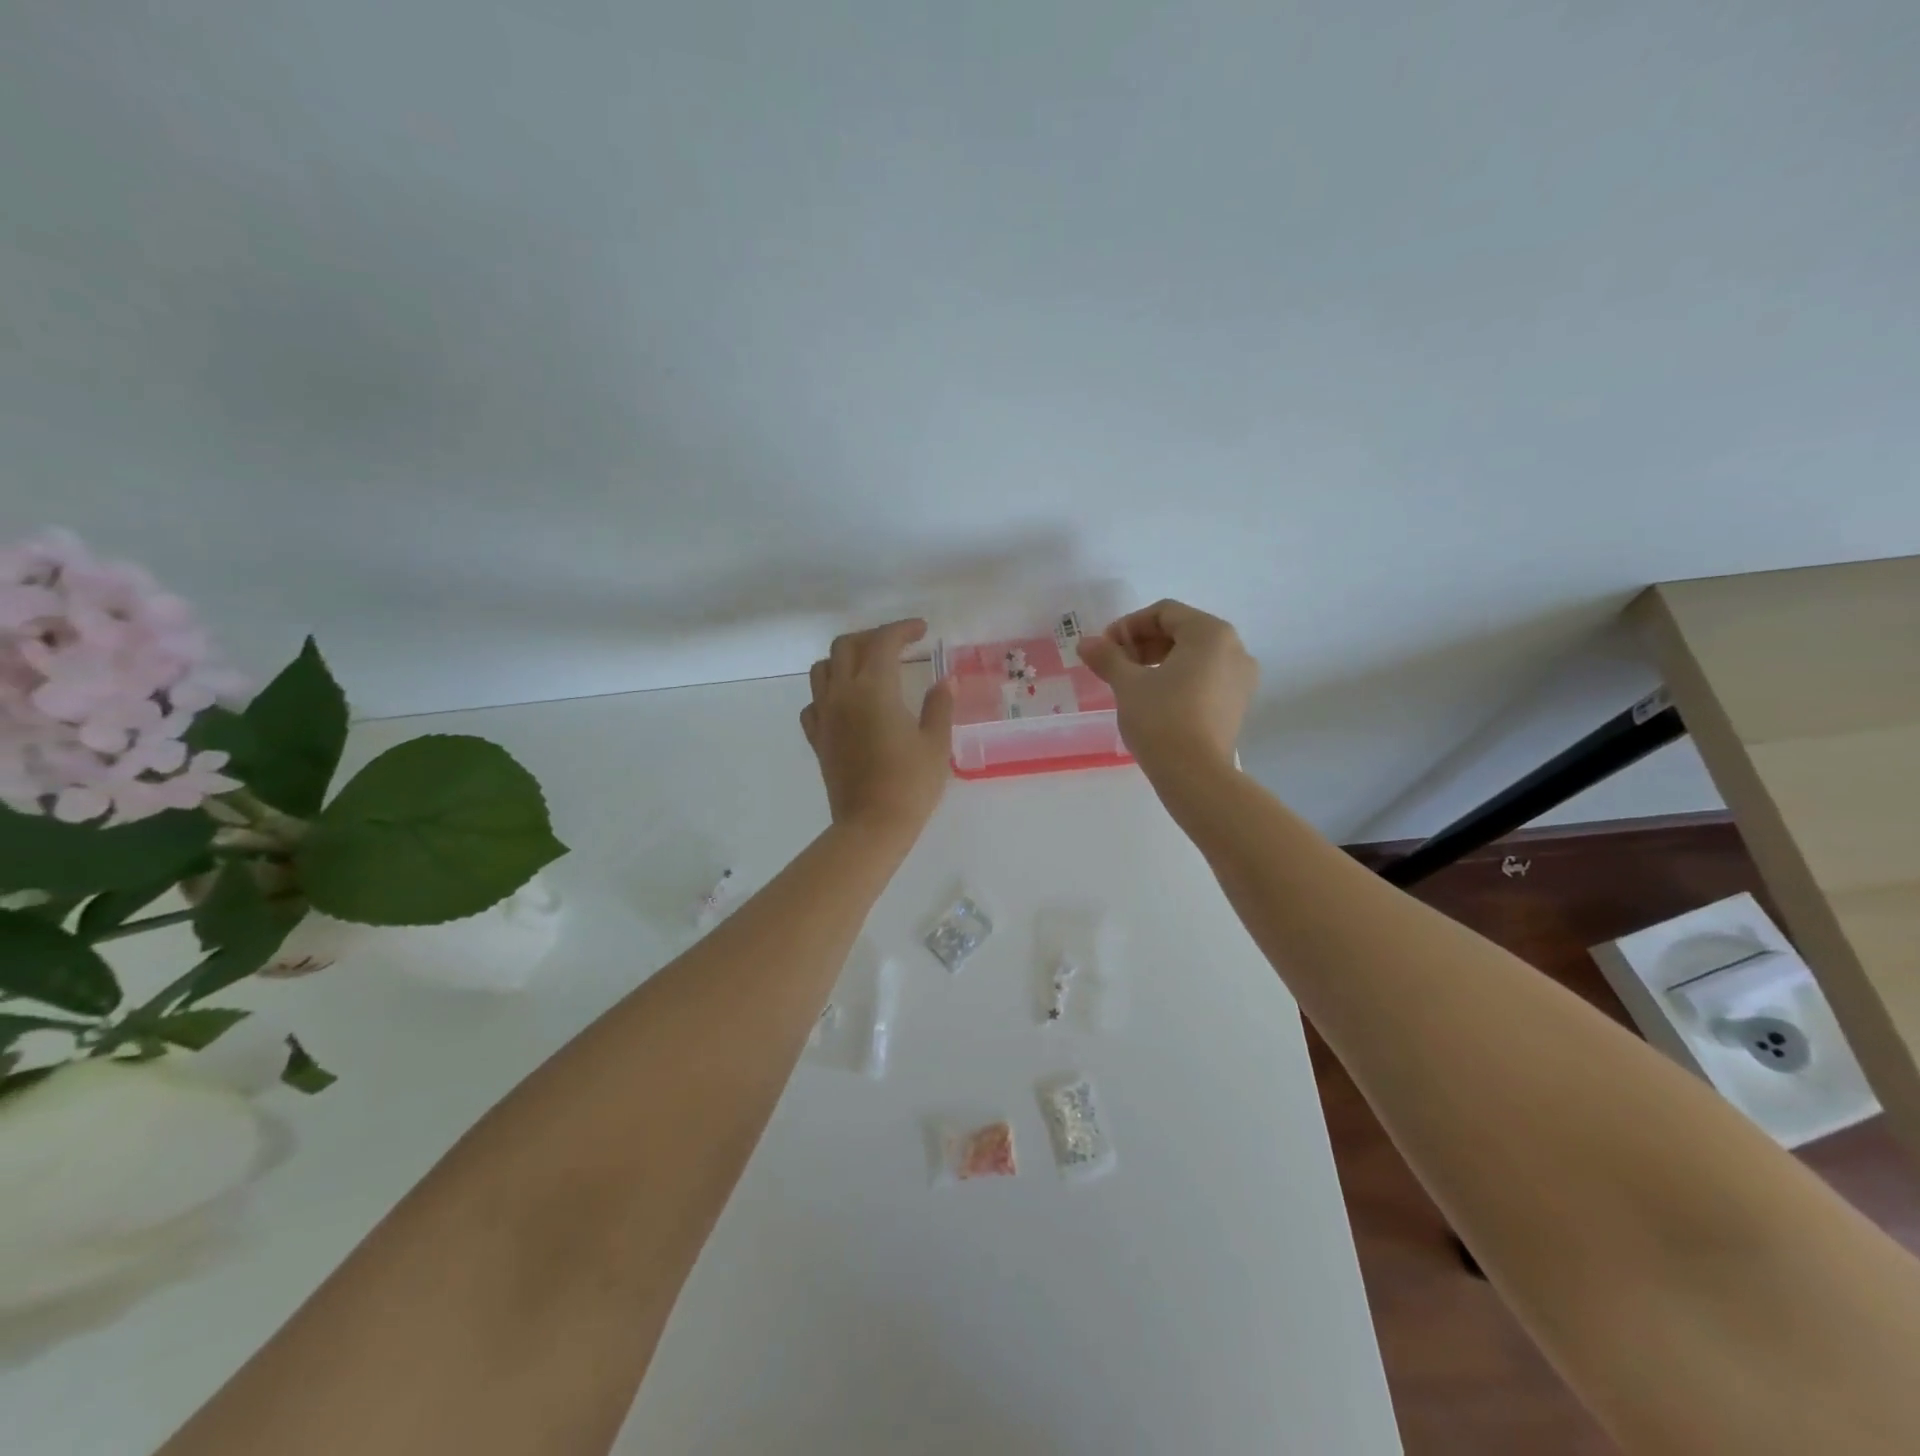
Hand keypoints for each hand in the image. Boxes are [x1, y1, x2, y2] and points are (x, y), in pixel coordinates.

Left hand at [801, 619, 953, 838]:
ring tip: (868, 668)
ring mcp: (825, 716)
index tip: (922, 630)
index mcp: (874, 689)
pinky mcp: (817, 738)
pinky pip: (813, 703)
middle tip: (896, 645)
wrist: (871, 826)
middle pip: (845, 646)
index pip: (883, 641)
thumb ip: (940, 706)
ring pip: (822, 669)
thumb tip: (946, 681)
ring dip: (844, 659)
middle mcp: (842, 694)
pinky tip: (846, 704)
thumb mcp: (935, 743)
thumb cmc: (910, 784)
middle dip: (871, 637)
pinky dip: (827, 693)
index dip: (903, 629)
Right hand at [1079, 599, 1256, 774]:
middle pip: (1182, 631)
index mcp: (1210, 633)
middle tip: (1115, 664)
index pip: (1164, 612)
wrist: (1195, 775)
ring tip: (1131, 682)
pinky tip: (1155, 699)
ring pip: (1195, 656)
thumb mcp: (1128, 684)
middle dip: (1144, 643)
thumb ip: (1108, 657)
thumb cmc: (1161, 718)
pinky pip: (1206, 677)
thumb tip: (1086, 643)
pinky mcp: (1238, 704)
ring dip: (1160, 661)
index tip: (1105, 647)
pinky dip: (1179, 679)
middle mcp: (1234, 648)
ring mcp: (1241, 678)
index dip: (1129, 626)